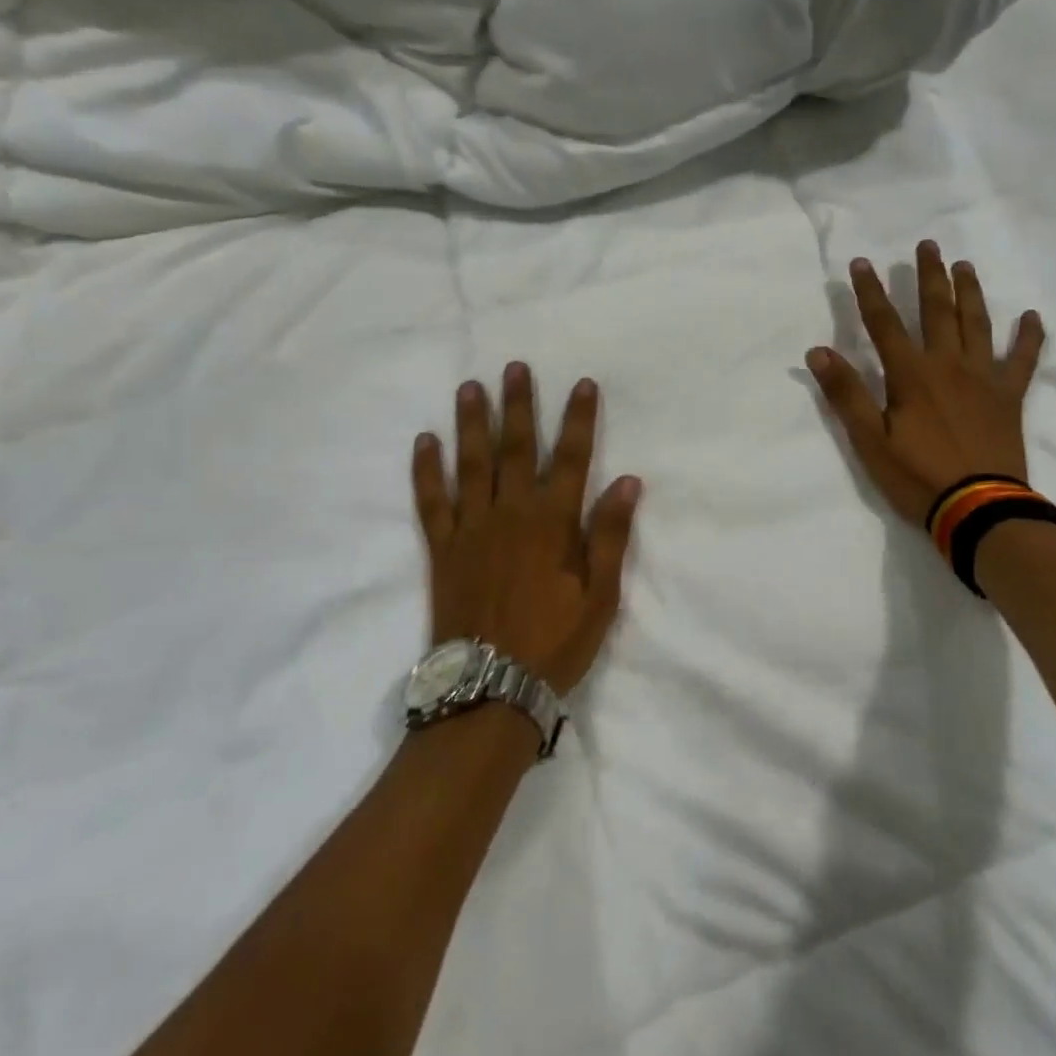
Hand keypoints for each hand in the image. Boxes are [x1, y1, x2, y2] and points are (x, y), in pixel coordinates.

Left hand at [412, 365, 641, 694]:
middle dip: (518, 405)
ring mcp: (471, 529)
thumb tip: (630, 481)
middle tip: (515, 366)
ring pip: (471, 464)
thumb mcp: (600, 596)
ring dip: (471, 423)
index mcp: (552, 523)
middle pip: (516, 449)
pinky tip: (425, 441)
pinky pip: (432, 501)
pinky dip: (427, 470)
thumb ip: (610, 535)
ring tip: (470, 387)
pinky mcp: (442, 549)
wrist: (490, 688)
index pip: (571, 458)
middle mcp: (510, 514)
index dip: (579, 419)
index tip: (582, 384)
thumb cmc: (555, 642)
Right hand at [807, 241, 1044, 528]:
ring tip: (965, 266)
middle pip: (937, 311)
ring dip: (970, 292)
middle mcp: (948, 364)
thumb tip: (818, 351)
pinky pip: (1022, 360)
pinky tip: (1031, 316)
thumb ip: (846, 394)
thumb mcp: (869, 441)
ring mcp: (983, 378)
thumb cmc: (917, 477)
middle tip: (928, 245)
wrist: (979, 508)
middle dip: (929, 276)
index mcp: (911, 375)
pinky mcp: (1009, 397)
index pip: (884, 323)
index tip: (862, 263)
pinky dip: (1028, 338)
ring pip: (977, 324)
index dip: (870, 292)